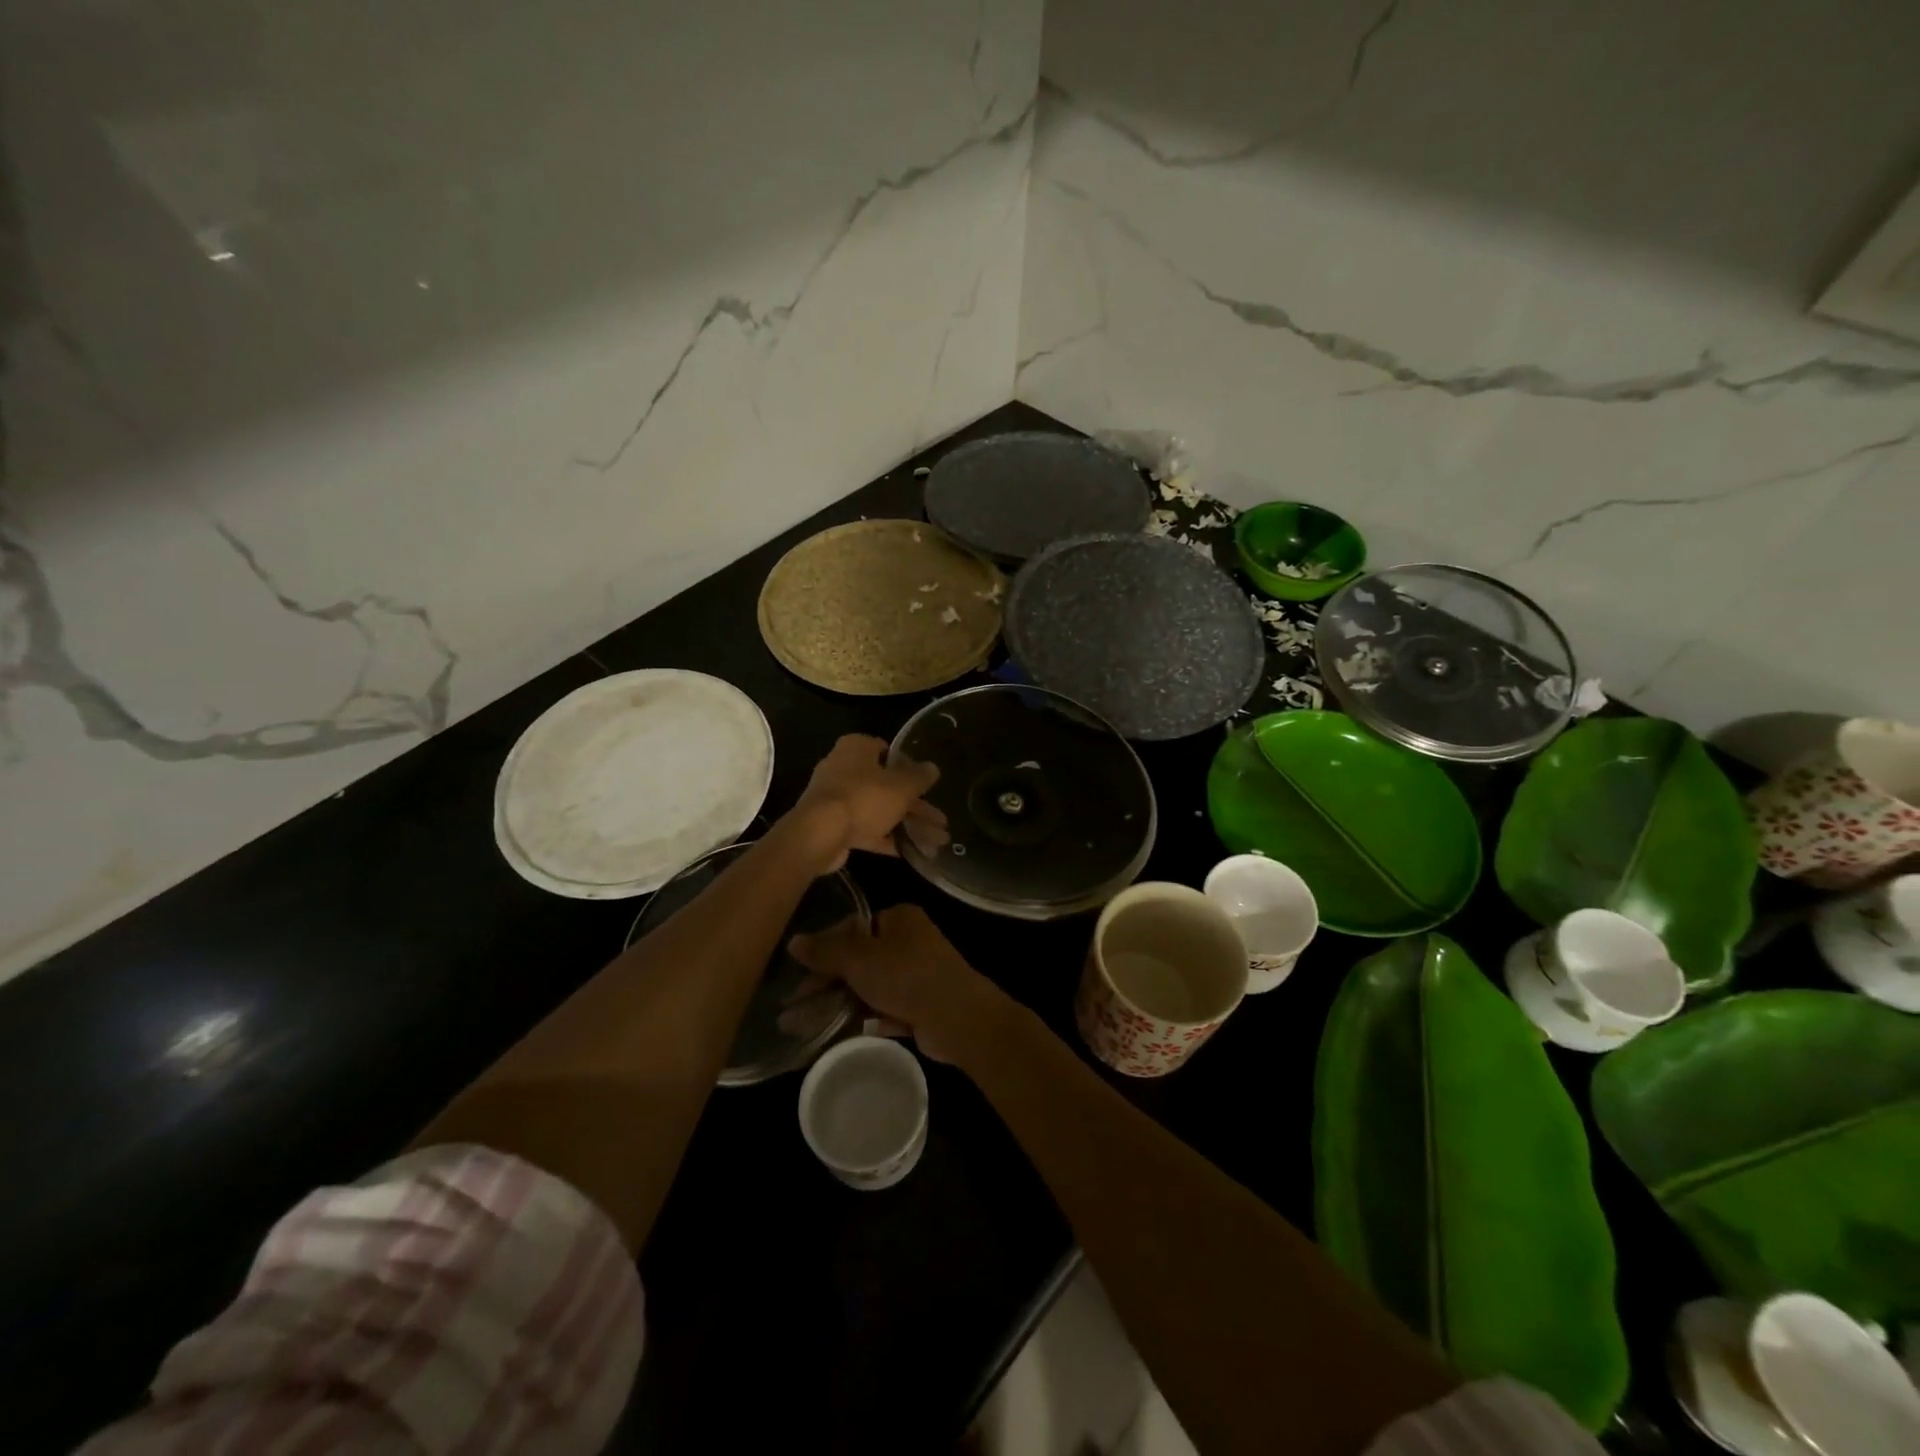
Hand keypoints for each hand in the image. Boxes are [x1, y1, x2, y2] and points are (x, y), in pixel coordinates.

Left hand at [789, 734, 943, 871]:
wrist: (820, 834)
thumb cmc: (864, 798)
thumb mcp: (902, 786)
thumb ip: (920, 777)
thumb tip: (933, 768)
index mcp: (857, 748)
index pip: (887, 751)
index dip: (910, 767)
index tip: (927, 784)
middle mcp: (843, 769)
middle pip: (886, 785)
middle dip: (916, 805)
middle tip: (941, 820)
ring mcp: (837, 799)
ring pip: (879, 809)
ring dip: (907, 824)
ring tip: (936, 841)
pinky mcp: (834, 826)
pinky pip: (867, 829)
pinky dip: (887, 838)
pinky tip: (911, 851)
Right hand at [789, 905, 1005, 1063]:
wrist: (956, 1017)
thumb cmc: (905, 975)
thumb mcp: (858, 958)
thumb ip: (825, 950)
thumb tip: (794, 941)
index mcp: (899, 919)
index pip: (853, 927)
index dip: (825, 948)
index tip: (800, 973)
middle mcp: (910, 942)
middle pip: (860, 959)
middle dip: (827, 982)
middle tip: (795, 1006)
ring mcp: (918, 975)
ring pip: (870, 987)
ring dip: (840, 1004)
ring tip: (804, 1025)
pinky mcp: (921, 1006)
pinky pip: (884, 1010)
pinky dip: (862, 1019)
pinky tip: (834, 1035)